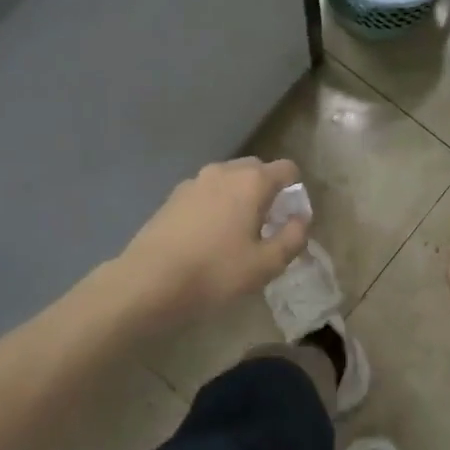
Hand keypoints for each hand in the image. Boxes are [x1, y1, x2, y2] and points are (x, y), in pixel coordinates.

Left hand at [115, 158, 309, 325]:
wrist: (149, 280)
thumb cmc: (216, 271)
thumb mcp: (266, 264)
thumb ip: (293, 238)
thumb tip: (300, 219)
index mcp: (252, 181)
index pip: (287, 169)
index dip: (295, 191)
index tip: (290, 219)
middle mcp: (224, 171)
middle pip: (257, 170)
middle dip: (267, 191)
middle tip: (266, 227)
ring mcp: (194, 181)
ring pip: (229, 180)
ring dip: (239, 197)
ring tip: (236, 233)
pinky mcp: (173, 196)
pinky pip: (206, 192)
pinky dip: (215, 205)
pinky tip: (208, 236)